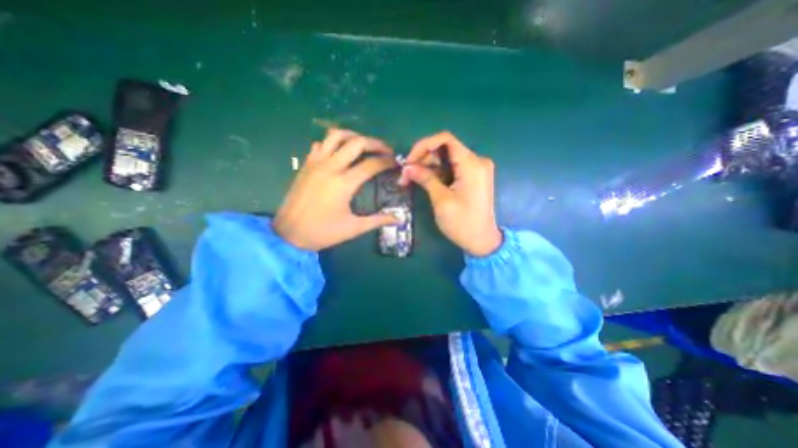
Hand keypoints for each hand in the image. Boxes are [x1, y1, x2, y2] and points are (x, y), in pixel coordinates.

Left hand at [273, 128, 398, 251]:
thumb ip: (378, 220)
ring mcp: (316, 163)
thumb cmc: (323, 232)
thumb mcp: (354, 228)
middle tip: (386, 150)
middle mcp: (331, 167)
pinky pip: (320, 144)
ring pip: (336, 136)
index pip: (372, 164)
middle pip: (357, 142)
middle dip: (376, 143)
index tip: (396, 162)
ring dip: (354, 136)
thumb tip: (399, 218)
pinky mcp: (306, 165)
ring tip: (364, 145)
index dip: (388, 161)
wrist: (288, 234)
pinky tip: (339, 153)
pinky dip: (333, 143)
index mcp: (344, 183)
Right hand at [402, 130, 499, 254]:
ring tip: (410, 180)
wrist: (482, 241)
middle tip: (405, 175)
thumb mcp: (441, 200)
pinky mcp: (473, 177)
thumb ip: (425, 179)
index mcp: (472, 164)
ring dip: (427, 167)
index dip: (424, 145)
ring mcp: (476, 169)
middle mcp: (476, 161)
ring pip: (446, 159)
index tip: (409, 161)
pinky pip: (452, 168)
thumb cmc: (462, 223)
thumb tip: (406, 167)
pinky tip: (424, 181)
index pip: (445, 139)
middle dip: (422, 159)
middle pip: (445, 149)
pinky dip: (437, 173)